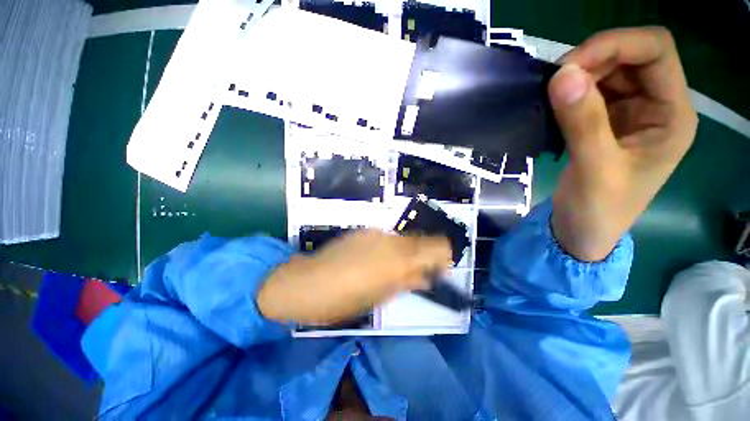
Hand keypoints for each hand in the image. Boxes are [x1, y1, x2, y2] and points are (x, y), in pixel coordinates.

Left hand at [257, 230, 451, 324]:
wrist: (308, 282)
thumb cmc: (344, 300)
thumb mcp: (380, 297)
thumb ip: (407, 282)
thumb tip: (425, 275)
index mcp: (400, 260)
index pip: (437, 247)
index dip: (442, 256)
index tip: (439, 268)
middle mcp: (392, 240)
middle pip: (423, 239)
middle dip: (425, 254)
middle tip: (417, 271)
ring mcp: (377, 233)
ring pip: (404, 238)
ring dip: (406, 251)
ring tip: (393, 267)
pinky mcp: (364, 231)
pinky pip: (387, 237)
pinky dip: (390, 247)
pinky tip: (375, 259)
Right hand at [547, 27, 697, 260]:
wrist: (582, 230)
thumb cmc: (598, 210)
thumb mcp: (595, 170)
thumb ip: (584, 123)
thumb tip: (563, 74)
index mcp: (672, 115)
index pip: (656, 51)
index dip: (616, 45)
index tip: (569, 67)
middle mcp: (657, 105)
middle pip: (631, 56)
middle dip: (592, 59)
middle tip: (553, 82)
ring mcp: (631, 112)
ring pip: (608, 70)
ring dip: (577, 75)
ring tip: (549, 95)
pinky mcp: (606, 122)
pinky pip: (590, 91)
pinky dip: (570, 91)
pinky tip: (553, 104)